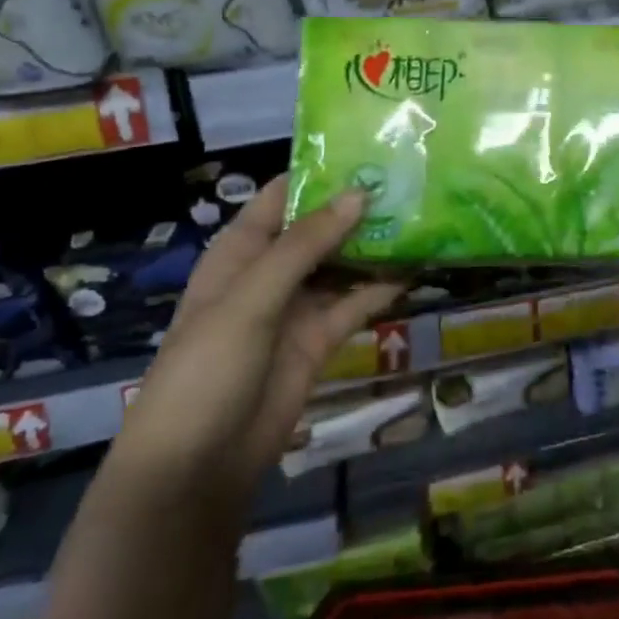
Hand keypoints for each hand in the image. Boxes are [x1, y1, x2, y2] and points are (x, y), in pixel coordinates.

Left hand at [108, 176, 402, 512]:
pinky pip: (355, 303)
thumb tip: (360, 194)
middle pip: (319, 227)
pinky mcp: (319, 339)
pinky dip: (383, 287)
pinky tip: (417, 269)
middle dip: (358, 206)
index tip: (370, 148)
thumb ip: (305, 245)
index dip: (321, 172)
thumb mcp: (251, 299)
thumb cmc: (206, 369)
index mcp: (241, 251)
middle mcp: (270, 271)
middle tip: (413, 178)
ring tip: (423, 215)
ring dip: (375, 244)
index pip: (282, 195)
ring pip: (342, 263)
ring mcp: (296, 306)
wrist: (195, 469)